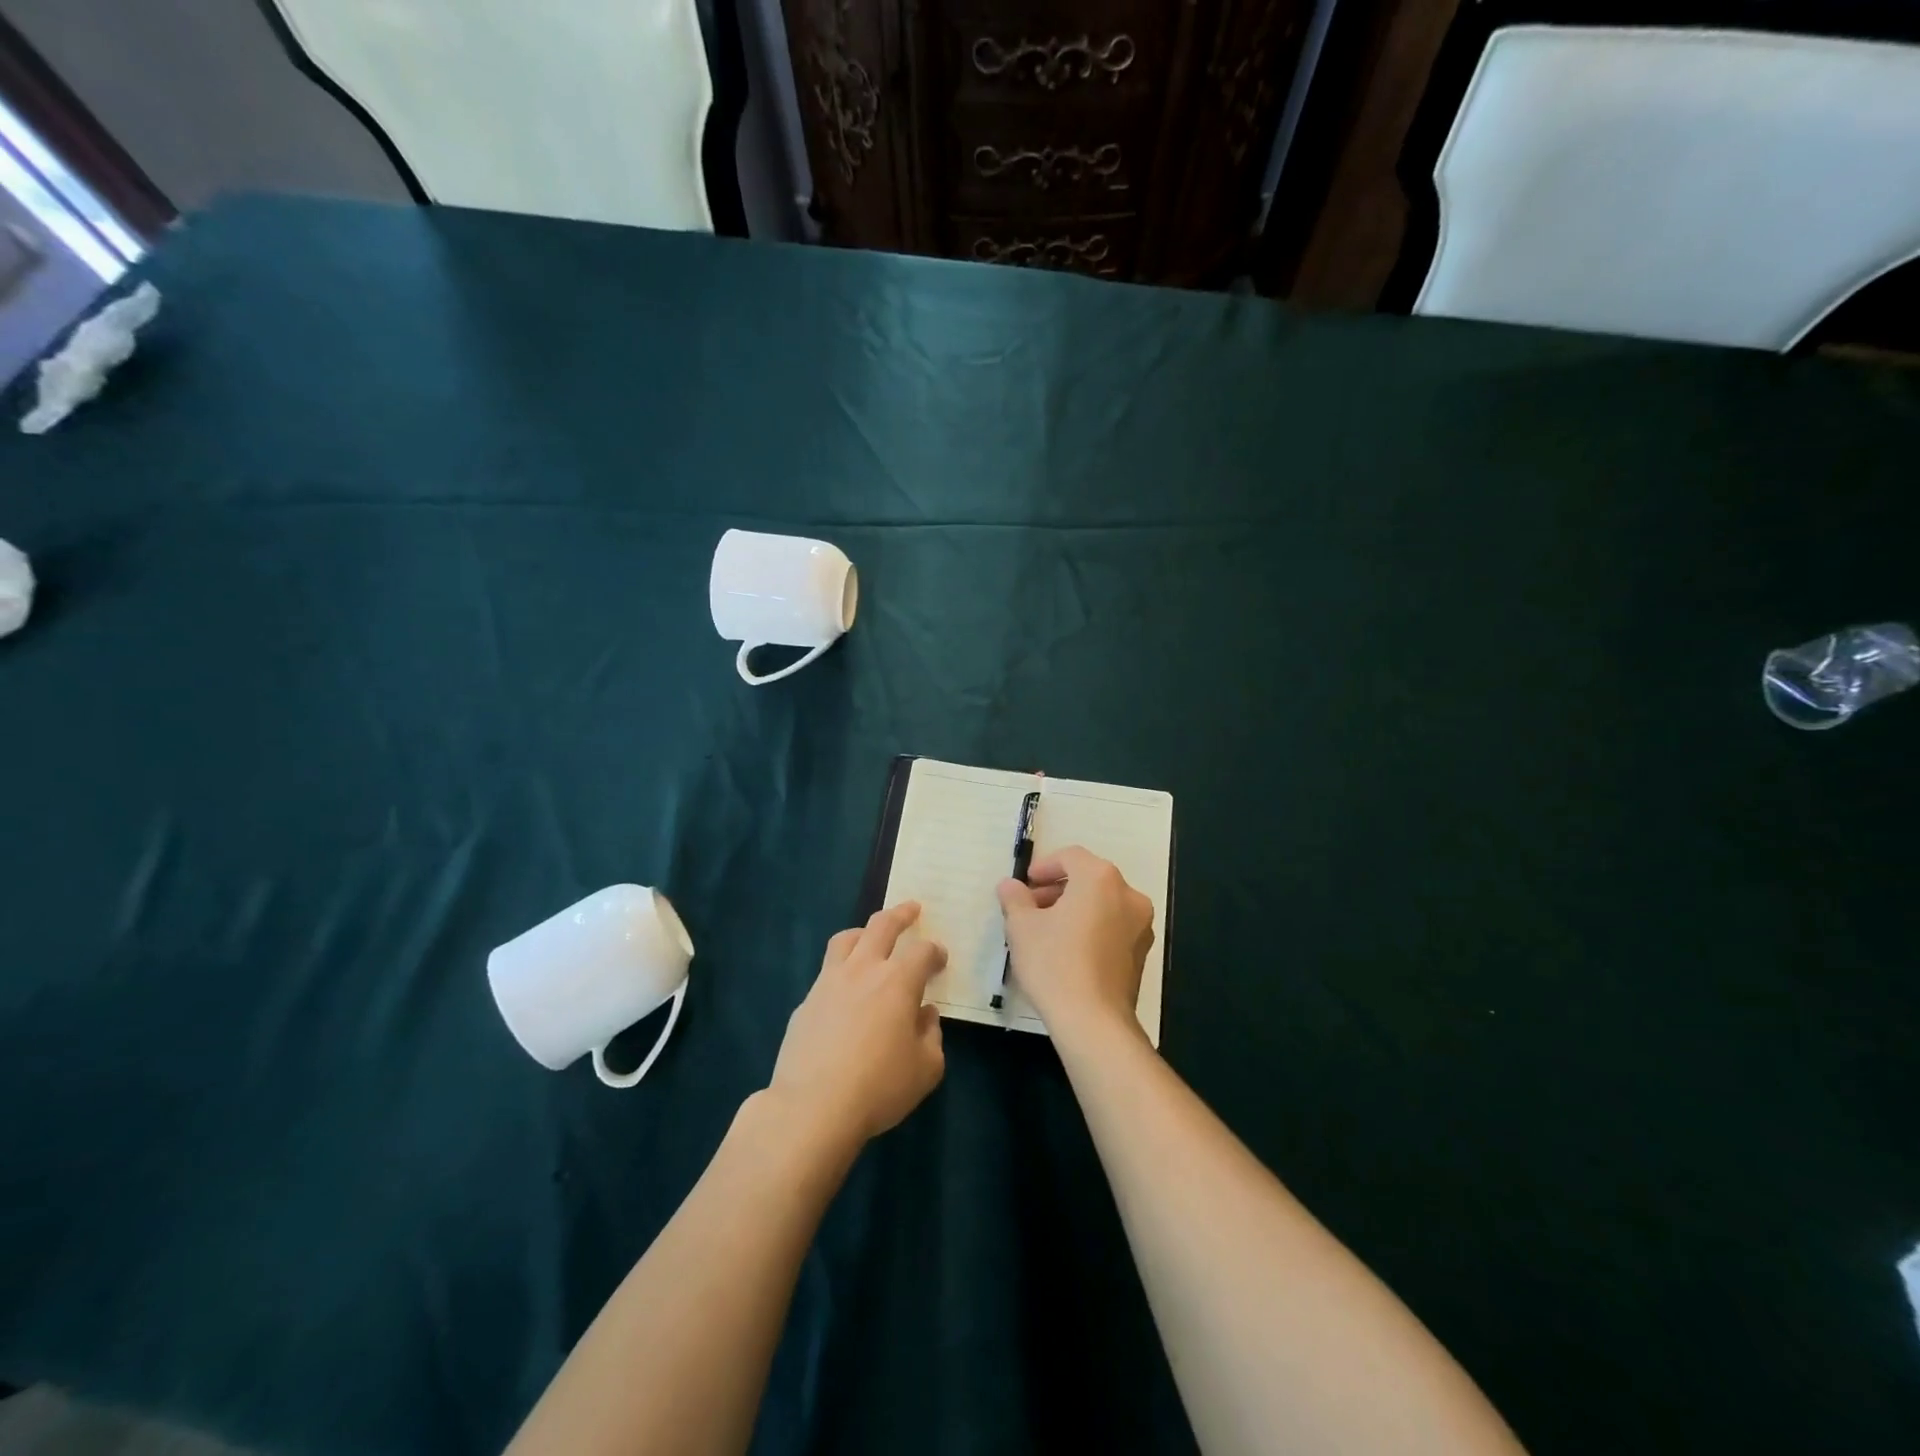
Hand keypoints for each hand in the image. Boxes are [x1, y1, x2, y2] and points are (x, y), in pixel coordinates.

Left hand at [769, 902, 947, 1144]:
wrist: (812, 1106)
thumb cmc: (879, 1087)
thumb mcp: (925, 1069)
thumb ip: (931, 1036)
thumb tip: (925, 1015)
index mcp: (898, 981)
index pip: (922, 952)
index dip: (935, 952)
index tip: (940, 959)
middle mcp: (863, 970)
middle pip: (881, 925)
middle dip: (900, 913)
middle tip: (912, 908)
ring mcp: (829, 982)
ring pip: (846, 939)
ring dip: (863, 931)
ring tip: (870, 936)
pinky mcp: (806, 1002)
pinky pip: (827, 972)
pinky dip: (841, 970)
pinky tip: (845, 991)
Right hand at [997, 846, 1154, 1042]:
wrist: (1094, 1021)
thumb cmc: (1054, 963)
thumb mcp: (1022, 927)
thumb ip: (1015, 898)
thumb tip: (1010, 885)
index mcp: (1100, 878)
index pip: (1071, 856)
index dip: (1044, 866)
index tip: (1025, 884)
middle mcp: (1128, 894)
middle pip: (1089, 878)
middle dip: (1058, 889)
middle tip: (1031, 907)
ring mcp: (1140, 925)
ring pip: (1103, 903)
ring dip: (1075, 908)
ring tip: (1047, 931)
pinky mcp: (1142, 953)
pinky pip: (1113, 926)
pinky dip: (1092, 927)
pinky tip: (1069, 951)